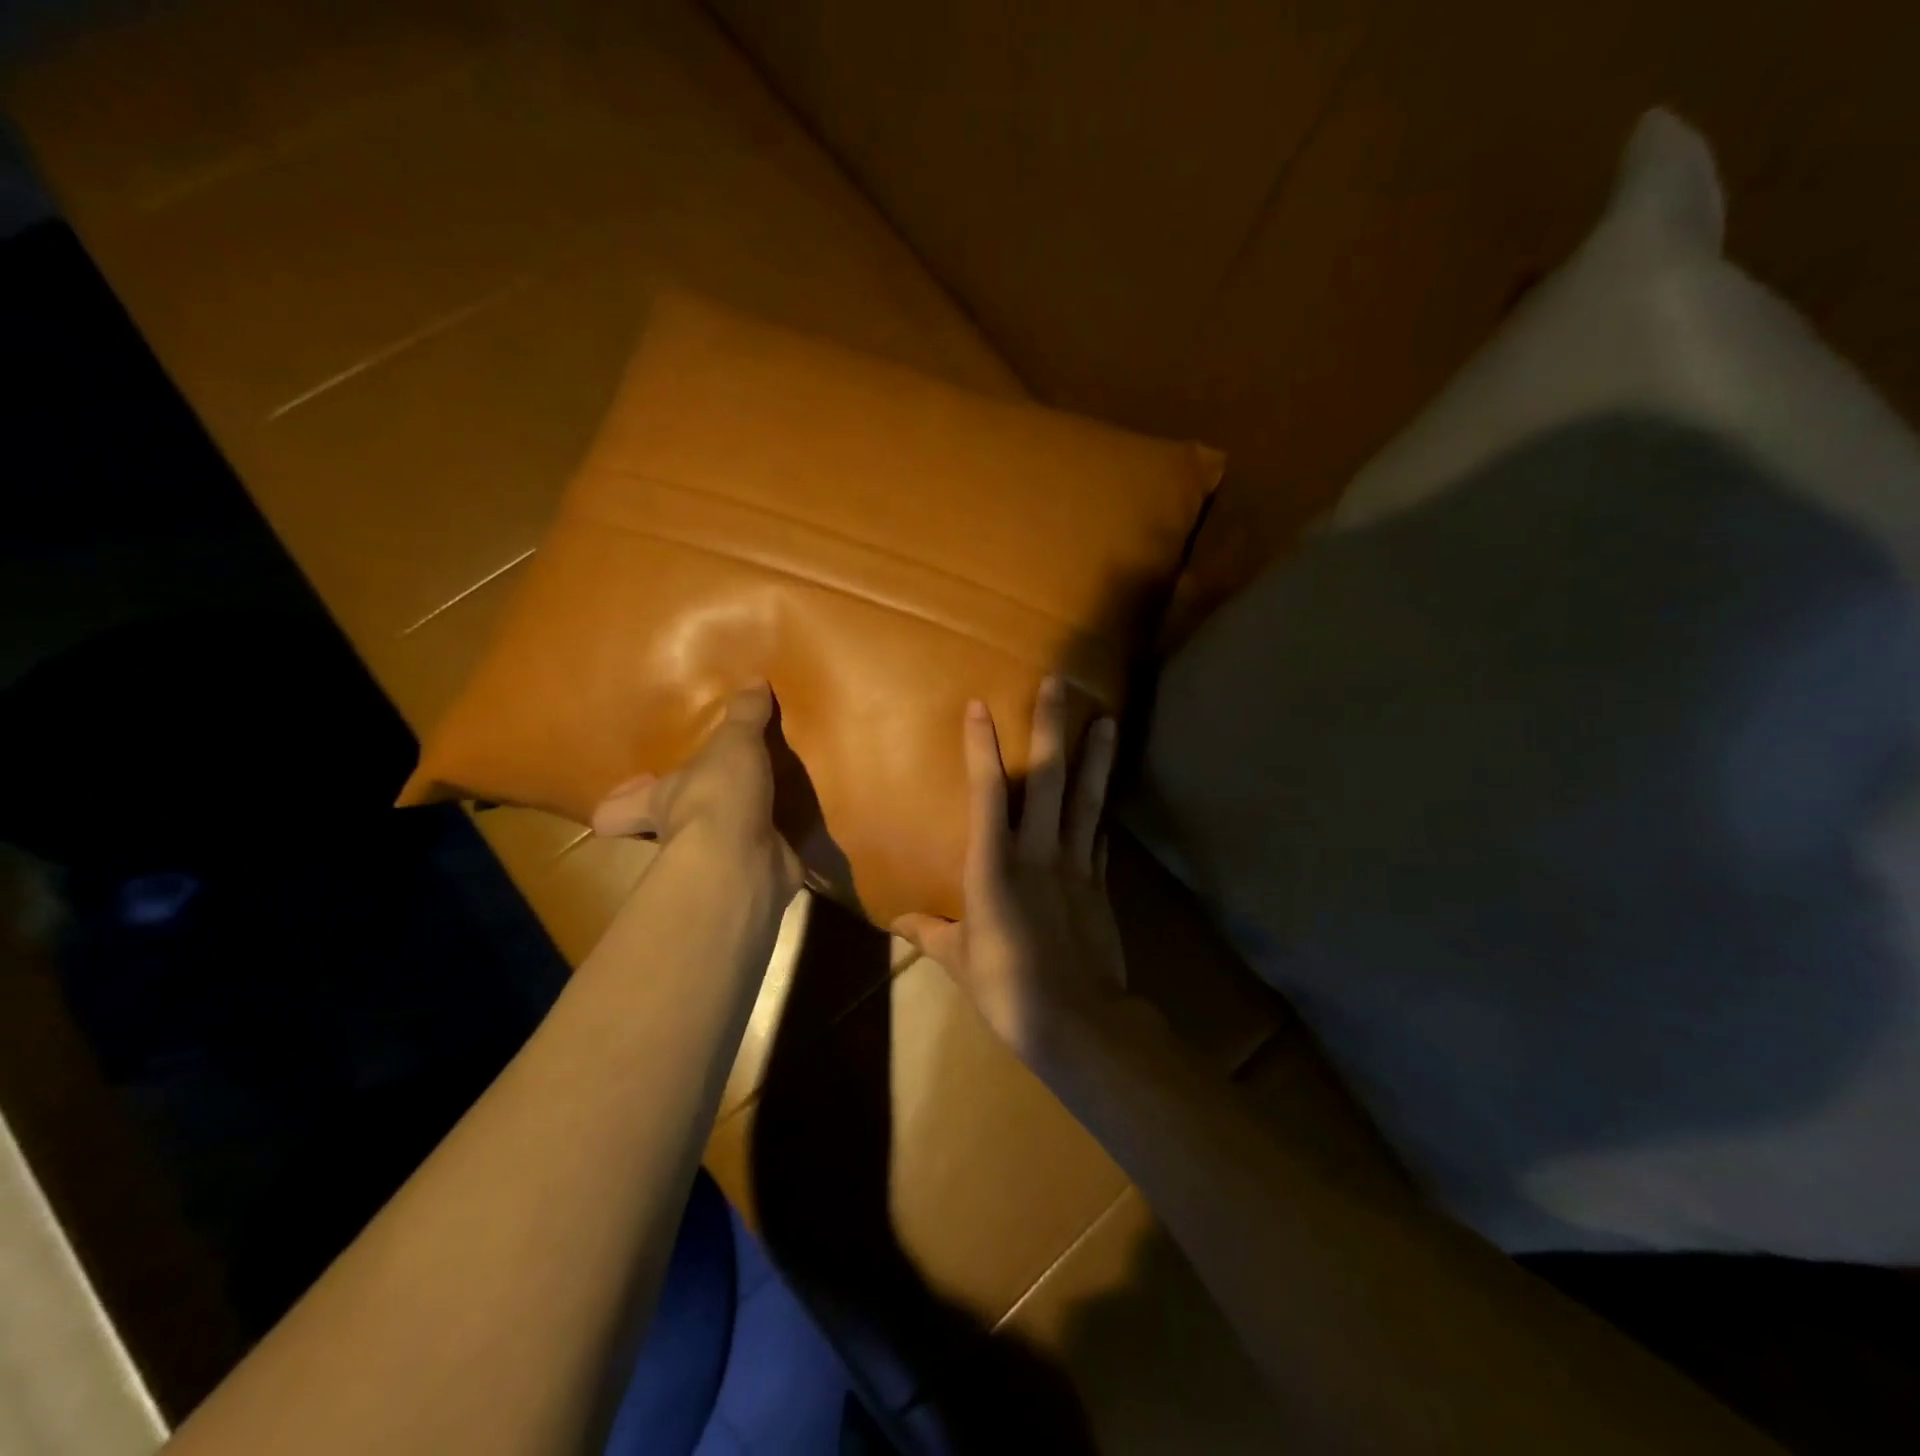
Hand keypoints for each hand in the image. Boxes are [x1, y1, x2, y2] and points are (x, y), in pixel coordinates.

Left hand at [590, 683, 801, 897]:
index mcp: (659, 800)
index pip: (617, 807)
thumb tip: (753, 679)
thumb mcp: (734, 742)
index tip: (631, 789)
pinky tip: (796, 832)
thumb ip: (744, 714)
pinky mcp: (751, 875)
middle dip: (682, 818)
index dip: (620, 800)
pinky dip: (777, 850)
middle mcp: (678, 835)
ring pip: (715, 844)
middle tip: (711, 797)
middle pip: (665, 830)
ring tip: (764, 806)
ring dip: (734, 830)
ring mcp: (714, 860)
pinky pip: (763, 858)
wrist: (744, 859)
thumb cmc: (719, 794)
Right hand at [893, 676, 1125, 1062]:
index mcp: (994, 866)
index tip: (980, 706)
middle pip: (1048, 779)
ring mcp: (1075, 866)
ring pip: (1086, 800)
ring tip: (1107, 720)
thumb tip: (900, 922)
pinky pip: (1099, 839)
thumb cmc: (1007, 988)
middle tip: (1060, 684)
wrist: (1078, 1021)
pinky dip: (1101, 814)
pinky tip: (1108, 795)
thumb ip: (932, 933)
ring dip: (1096, 758)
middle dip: (1051, 728)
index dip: (982, 748)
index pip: (988, 793)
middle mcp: (1037, 853)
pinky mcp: (1100, 885)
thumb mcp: (960, 960)